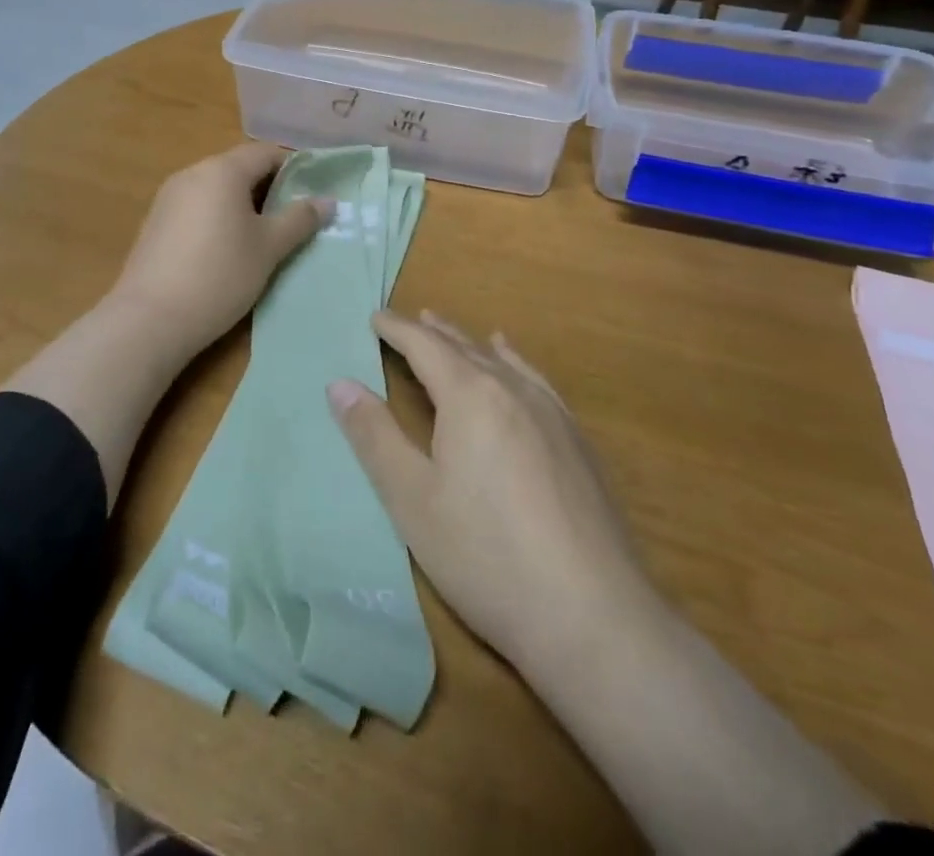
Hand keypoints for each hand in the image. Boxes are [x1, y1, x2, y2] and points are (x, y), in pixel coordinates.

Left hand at [109, 142, 330, 361]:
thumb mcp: (269, 247)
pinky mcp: (155, 223)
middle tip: (293, 221)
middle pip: (239, 169)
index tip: (313, 195)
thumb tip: (327, 201)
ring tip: (264, 239)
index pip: (265, 153)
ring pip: (217, 190)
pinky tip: (226, 251)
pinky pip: (196, 209)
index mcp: (221, 170)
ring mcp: (168, 198)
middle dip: (269, 190)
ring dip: (243, 206)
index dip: (294, 169)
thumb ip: (299, 219)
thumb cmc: (220, 274)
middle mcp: (192, 174)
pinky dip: (217, 219)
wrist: (150, 318)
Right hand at [327, 311, 652, 680]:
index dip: (397, 329)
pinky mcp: (577, 442)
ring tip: (450, 330)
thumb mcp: (411, 499)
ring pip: (502, 361)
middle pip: (465, 347)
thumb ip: (374, 436)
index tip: (375, 316)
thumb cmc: (485, 556)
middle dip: (432, 332)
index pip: (425, 346)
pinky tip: (515, 366)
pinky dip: (513, 362)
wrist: (593, 616)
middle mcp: (513, 390)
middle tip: (409, 320)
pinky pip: (535, 380)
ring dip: (469, 343)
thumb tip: (340, 383)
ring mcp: (552, 414)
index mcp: (469, 396)